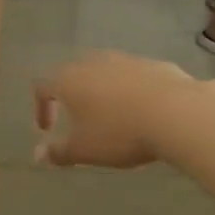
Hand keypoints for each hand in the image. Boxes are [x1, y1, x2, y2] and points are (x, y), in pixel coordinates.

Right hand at [32, 51, 204, 168]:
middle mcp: (93, 62)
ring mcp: (125, 59)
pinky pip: (133, 76)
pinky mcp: (153, 64)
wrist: (176, 113)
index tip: (48, 129)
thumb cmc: (120, 132)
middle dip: (72, 96)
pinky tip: (142, 112)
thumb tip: (38, 155)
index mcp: (69, 80)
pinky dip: (130, 91)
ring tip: (112, 117)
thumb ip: (59, 152)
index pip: (43, 87)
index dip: (41, 107)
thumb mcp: (85, 150)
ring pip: (104, 72)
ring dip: (102, 92)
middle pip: (73, 74)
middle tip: (78, 119)